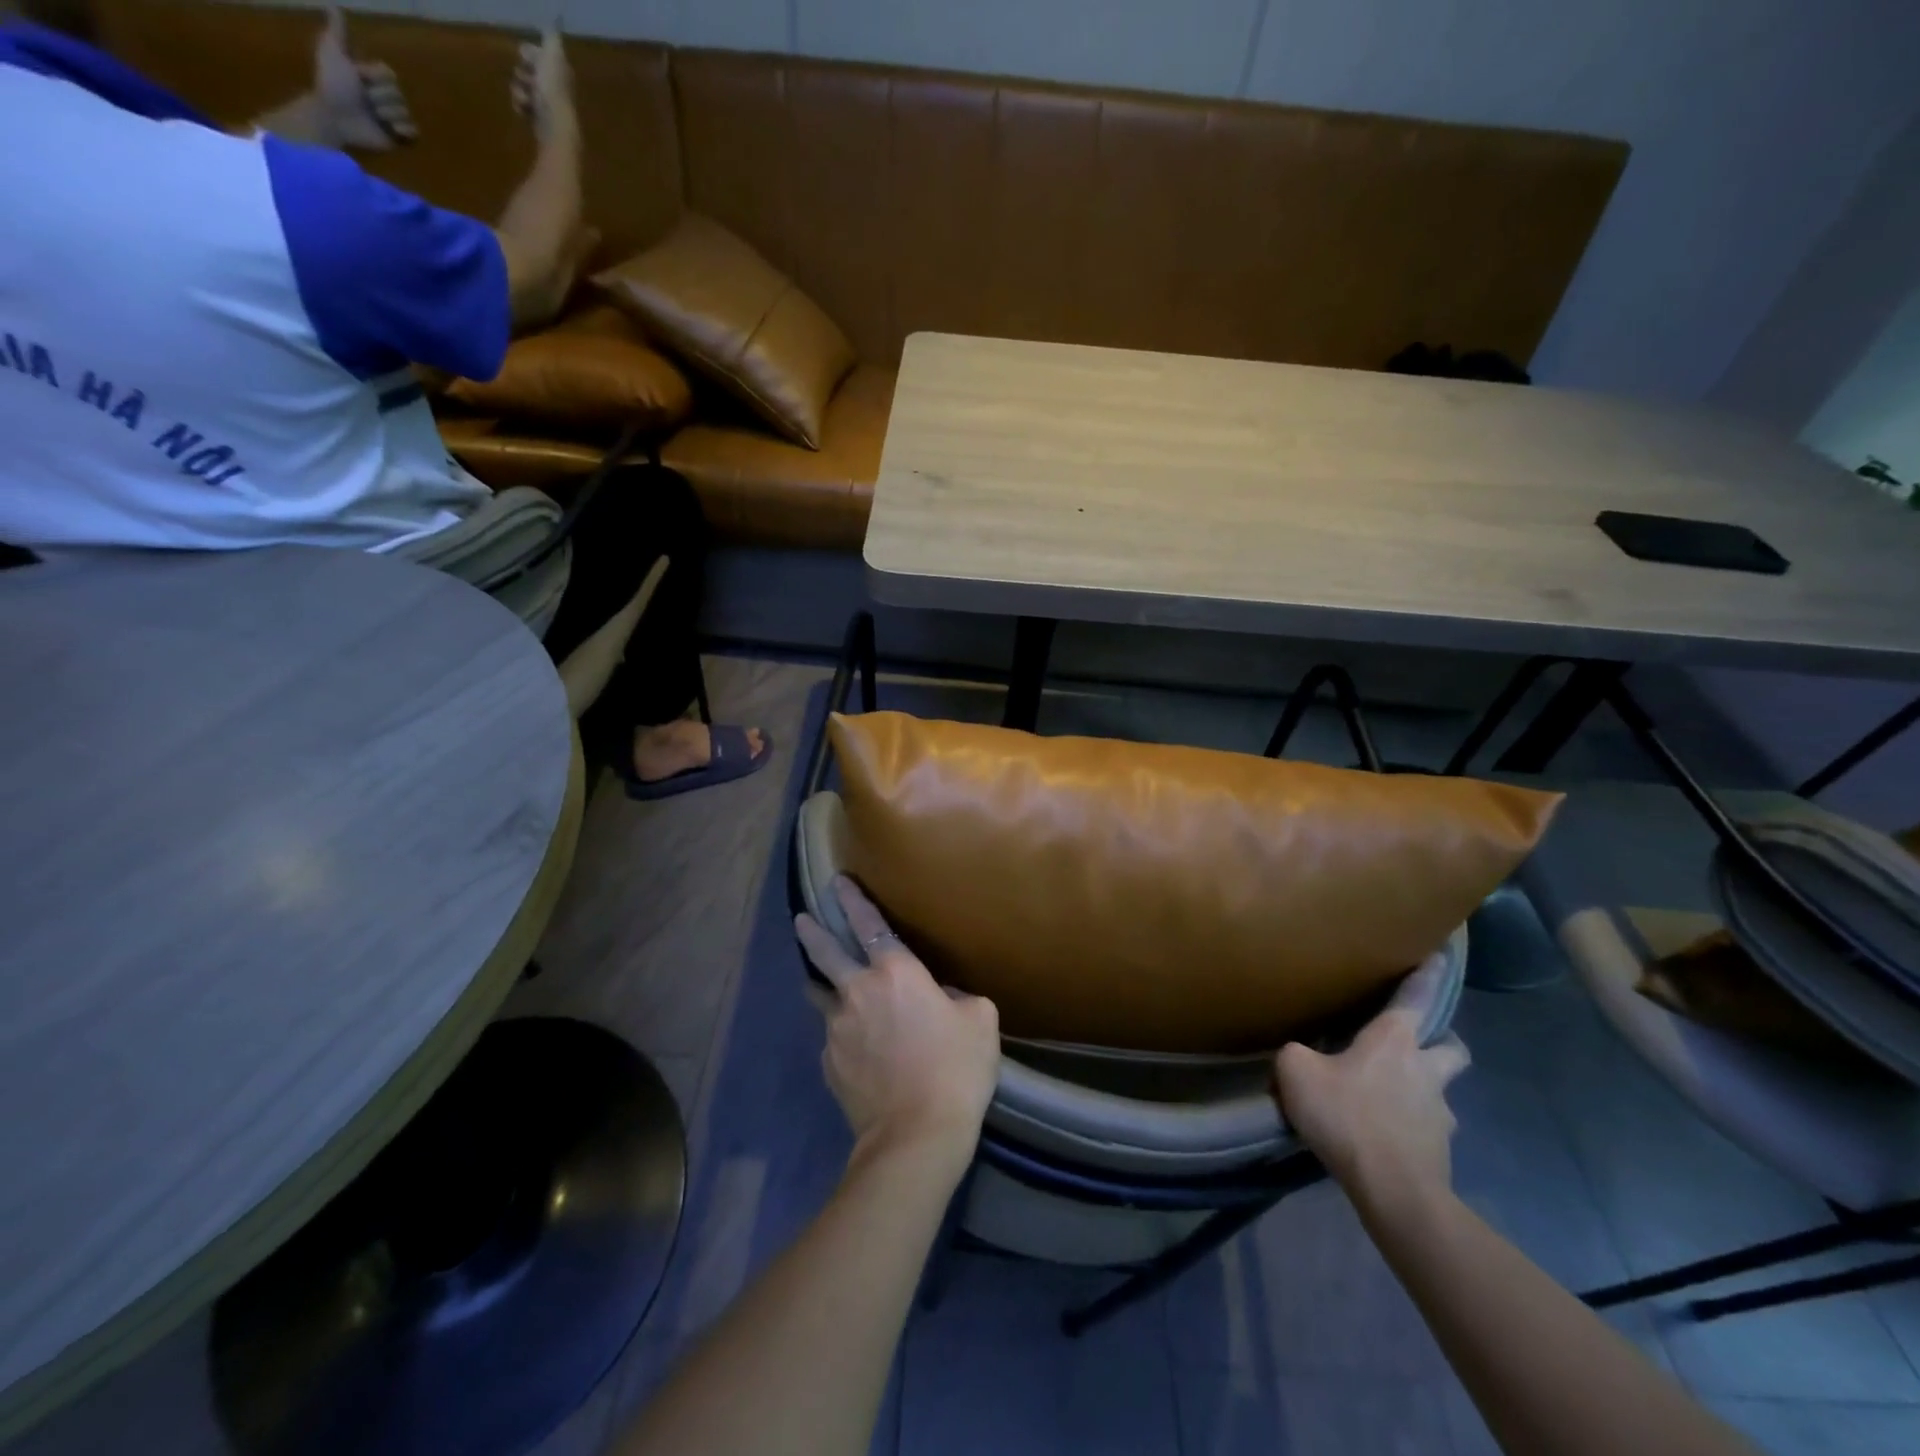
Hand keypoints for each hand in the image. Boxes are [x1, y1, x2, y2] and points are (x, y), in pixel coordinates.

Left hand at [313, 8, 415, 149]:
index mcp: (372, 78)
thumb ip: (337, 33)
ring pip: (404, 112)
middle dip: (380, 97)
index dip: (375, 76)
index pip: (389, 74)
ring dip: (387, 114)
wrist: (336, 117)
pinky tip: (392, 130)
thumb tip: (335, 6)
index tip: (358, 77)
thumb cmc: (333, 84)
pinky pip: (414, 132)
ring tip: (372, 117)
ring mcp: (392, 118)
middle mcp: (384, 96)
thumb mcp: (332, 52)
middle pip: (398, 94)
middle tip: (364, 101)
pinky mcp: (399, 138)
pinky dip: (404, 131)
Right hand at [512, 25, 576, 144]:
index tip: (525, 55)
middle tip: (528, 80)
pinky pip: (522, 107)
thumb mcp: (552, 57)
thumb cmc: (553, 91)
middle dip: (523, 73)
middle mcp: (556, 91)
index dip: (531, 54)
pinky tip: (524, 110)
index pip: (542, 57)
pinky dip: (520, 106)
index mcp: (560, 75)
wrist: (554, 128)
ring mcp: (548, 108)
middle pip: (530, 72)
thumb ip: (552, 41)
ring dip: (520, 90)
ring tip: (527, 99)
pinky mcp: (540, 123)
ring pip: (524, 89)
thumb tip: (554, 23)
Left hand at [795, 878, 999, 1175]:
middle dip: (813, 931)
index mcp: (896, 973)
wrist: (916, 1135)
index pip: (870, 925)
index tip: (838, 882)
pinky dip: (842, 1035)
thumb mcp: (980, 1021)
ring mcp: (837, 1028)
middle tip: (801, 919)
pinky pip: (833, 1038)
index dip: (854, 900)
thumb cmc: (956, 1069)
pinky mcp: (829, 1063)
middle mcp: (858, 991)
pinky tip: (855, 1050)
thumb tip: (940, 1000)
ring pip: (822, 996)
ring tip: (818, 982)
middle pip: (826, 953)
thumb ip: (958, 999)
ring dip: (820, 984)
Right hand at [1274, 954, 1469, 1214]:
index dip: (1428, 974)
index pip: (1417, 997)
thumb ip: (1295, 1052)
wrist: (1394, 1191)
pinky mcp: (1441, 1151)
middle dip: (1441, 1041)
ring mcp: (1440, 1113)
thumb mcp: (1296, 1072)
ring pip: (1440, 1090)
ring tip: (1386, 1099)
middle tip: (1415, 1045)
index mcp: (1395, 1041)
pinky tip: (1383, 1135)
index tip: (1441, 955)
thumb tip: (1299, 1054)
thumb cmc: (1347, 1117)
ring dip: (1422, 1089)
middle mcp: (1426, 1070)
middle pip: (1452, 1047)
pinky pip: (1427, 1128)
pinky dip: (1410, 1126)